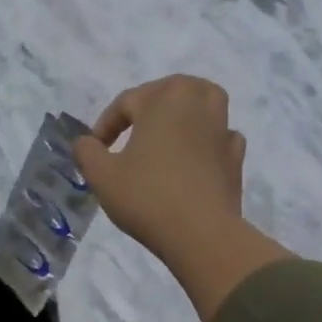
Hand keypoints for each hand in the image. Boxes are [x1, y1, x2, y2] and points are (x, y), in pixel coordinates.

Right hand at [75, 76, 246, 255]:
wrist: (201, 233)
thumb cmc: (147, 196)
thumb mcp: (101, 175)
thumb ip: (87, 152)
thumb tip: (86, 142)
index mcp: (163, 100)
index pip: (127, 101)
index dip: (106, 123)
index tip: (96, 149)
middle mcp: (196, 105)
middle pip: (173, 88)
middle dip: (150, 102)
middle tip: (133, 126)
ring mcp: (221, 130)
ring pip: (207, 102)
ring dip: (187, 110)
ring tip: (170, 130)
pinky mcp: (235, 157)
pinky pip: (222, 135)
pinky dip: (209, 138)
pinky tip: (196, 156)